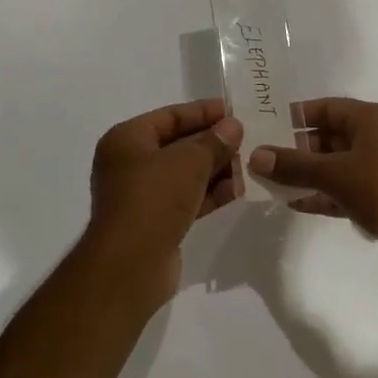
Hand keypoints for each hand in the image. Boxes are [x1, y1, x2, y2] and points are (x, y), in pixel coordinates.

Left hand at [87, 99, 242, 300]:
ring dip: (216, 168)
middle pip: (178, 144)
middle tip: (249, 136)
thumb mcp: (188, 162)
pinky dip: (210, 193)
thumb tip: (233, 127)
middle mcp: (130, 164)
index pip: (170, 116)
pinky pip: (188, 198)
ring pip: (185, 173)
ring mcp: (143, 195)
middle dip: (213, 142)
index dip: (203, 111)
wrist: (130, 266)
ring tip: (251, 162)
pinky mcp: (156, 222)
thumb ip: (213, 142)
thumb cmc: (153, 200)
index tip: (234, 110)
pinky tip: (240, 189)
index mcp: (127, 140)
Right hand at [247, 99, 377, 287]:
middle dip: (297, 148)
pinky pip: (344, 190)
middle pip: (329, 137)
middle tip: (261, 159)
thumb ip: (293, 165)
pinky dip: (323, 195)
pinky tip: (295, 203)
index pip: (327, 108)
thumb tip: (255, 155)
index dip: (297, 116)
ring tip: (269, 182)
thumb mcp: (334, 173)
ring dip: (307, 174)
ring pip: (335, 166)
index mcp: (372, 119)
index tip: (265, 126)